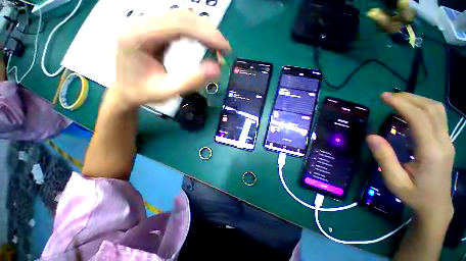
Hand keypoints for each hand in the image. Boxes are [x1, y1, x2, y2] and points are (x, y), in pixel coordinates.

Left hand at [110, 10, 230, 108]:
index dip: (206, 33)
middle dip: (208, 32)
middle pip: (182, 17)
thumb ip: (192, 81)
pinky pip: (179, 25)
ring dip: (204, 31)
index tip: (225, 48)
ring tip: (217, 49)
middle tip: (224, 50)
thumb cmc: (144, 93)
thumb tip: (217, 69)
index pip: (179, 25)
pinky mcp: (154, 29)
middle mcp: (141, 23)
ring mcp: (147, 24)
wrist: (125, 91)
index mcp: (139, 36)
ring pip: (182, 18)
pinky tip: (205, 44)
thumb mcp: (168, 91)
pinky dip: (197, 33)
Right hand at [367, 93, 453, 226]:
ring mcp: (447, 141)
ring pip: (437, 110)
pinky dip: (423, 107)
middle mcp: (443, 142)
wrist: (436, 205)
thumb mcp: (394, 181)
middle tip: (388, 96)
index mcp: (431, 152)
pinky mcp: (446, 141)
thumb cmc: (414, 195)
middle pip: (431, 110)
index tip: (384, 97)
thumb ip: (384, 158)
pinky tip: (411, 109)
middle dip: (409, 98)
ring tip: (398, 99)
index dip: (402, 104)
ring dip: (418, 100)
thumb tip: (371, 136)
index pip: (419, 119)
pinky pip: (438, 117)